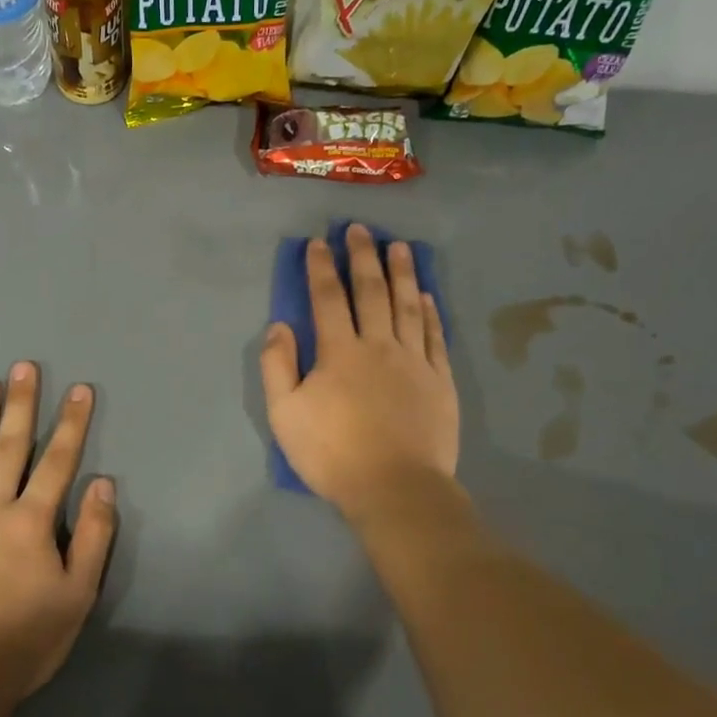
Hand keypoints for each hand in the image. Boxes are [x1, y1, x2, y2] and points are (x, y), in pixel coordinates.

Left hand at [0, 362, 116, 701]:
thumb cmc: (26, 639)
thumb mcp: (77, 594)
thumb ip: (92, 536)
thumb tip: (102, 484)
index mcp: (30, 521)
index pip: (57, 461)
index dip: (71, 423)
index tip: (80, 389)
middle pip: (9, 447)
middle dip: (20, 404)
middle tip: (23, 366)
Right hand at [260, 224, 459, 518]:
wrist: (395, 488)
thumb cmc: (332, 453)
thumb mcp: (284, 414)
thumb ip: (277, 366)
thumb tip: (280, 325)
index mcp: (339, 352)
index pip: (327, 299)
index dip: (321, 268)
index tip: (318, 243)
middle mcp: (378, 345)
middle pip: (371, 291)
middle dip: (362, 257)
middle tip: (360, 229)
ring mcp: (414, 361)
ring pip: (407, 306)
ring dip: (402, 273)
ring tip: (399, 246)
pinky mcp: (440, 380)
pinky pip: (434, 336)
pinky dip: (430, 311)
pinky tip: (426, 295)